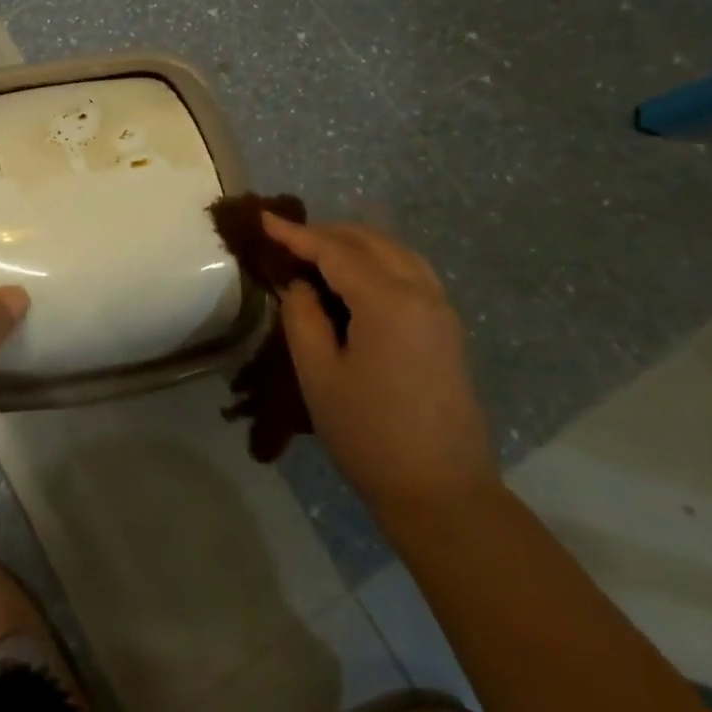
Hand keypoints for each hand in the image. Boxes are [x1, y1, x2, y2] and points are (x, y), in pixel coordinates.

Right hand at [264, 214, 497, 516]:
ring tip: (317, 252)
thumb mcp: (319, 375)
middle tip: (286, 239)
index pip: (335, 251)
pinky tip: (356, 277)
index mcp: (388, 301)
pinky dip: (378, 260)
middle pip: (370, 241)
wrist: (442, 493)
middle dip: (326, 233)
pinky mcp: (447, 328)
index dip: (296, 234)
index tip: (264, 219)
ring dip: (355, 243)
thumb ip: (302, 317)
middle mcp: (421, 292)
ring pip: (395, 251)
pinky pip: (411, 271)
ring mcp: (441, 309)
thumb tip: (298, 284)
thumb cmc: (369, 435)